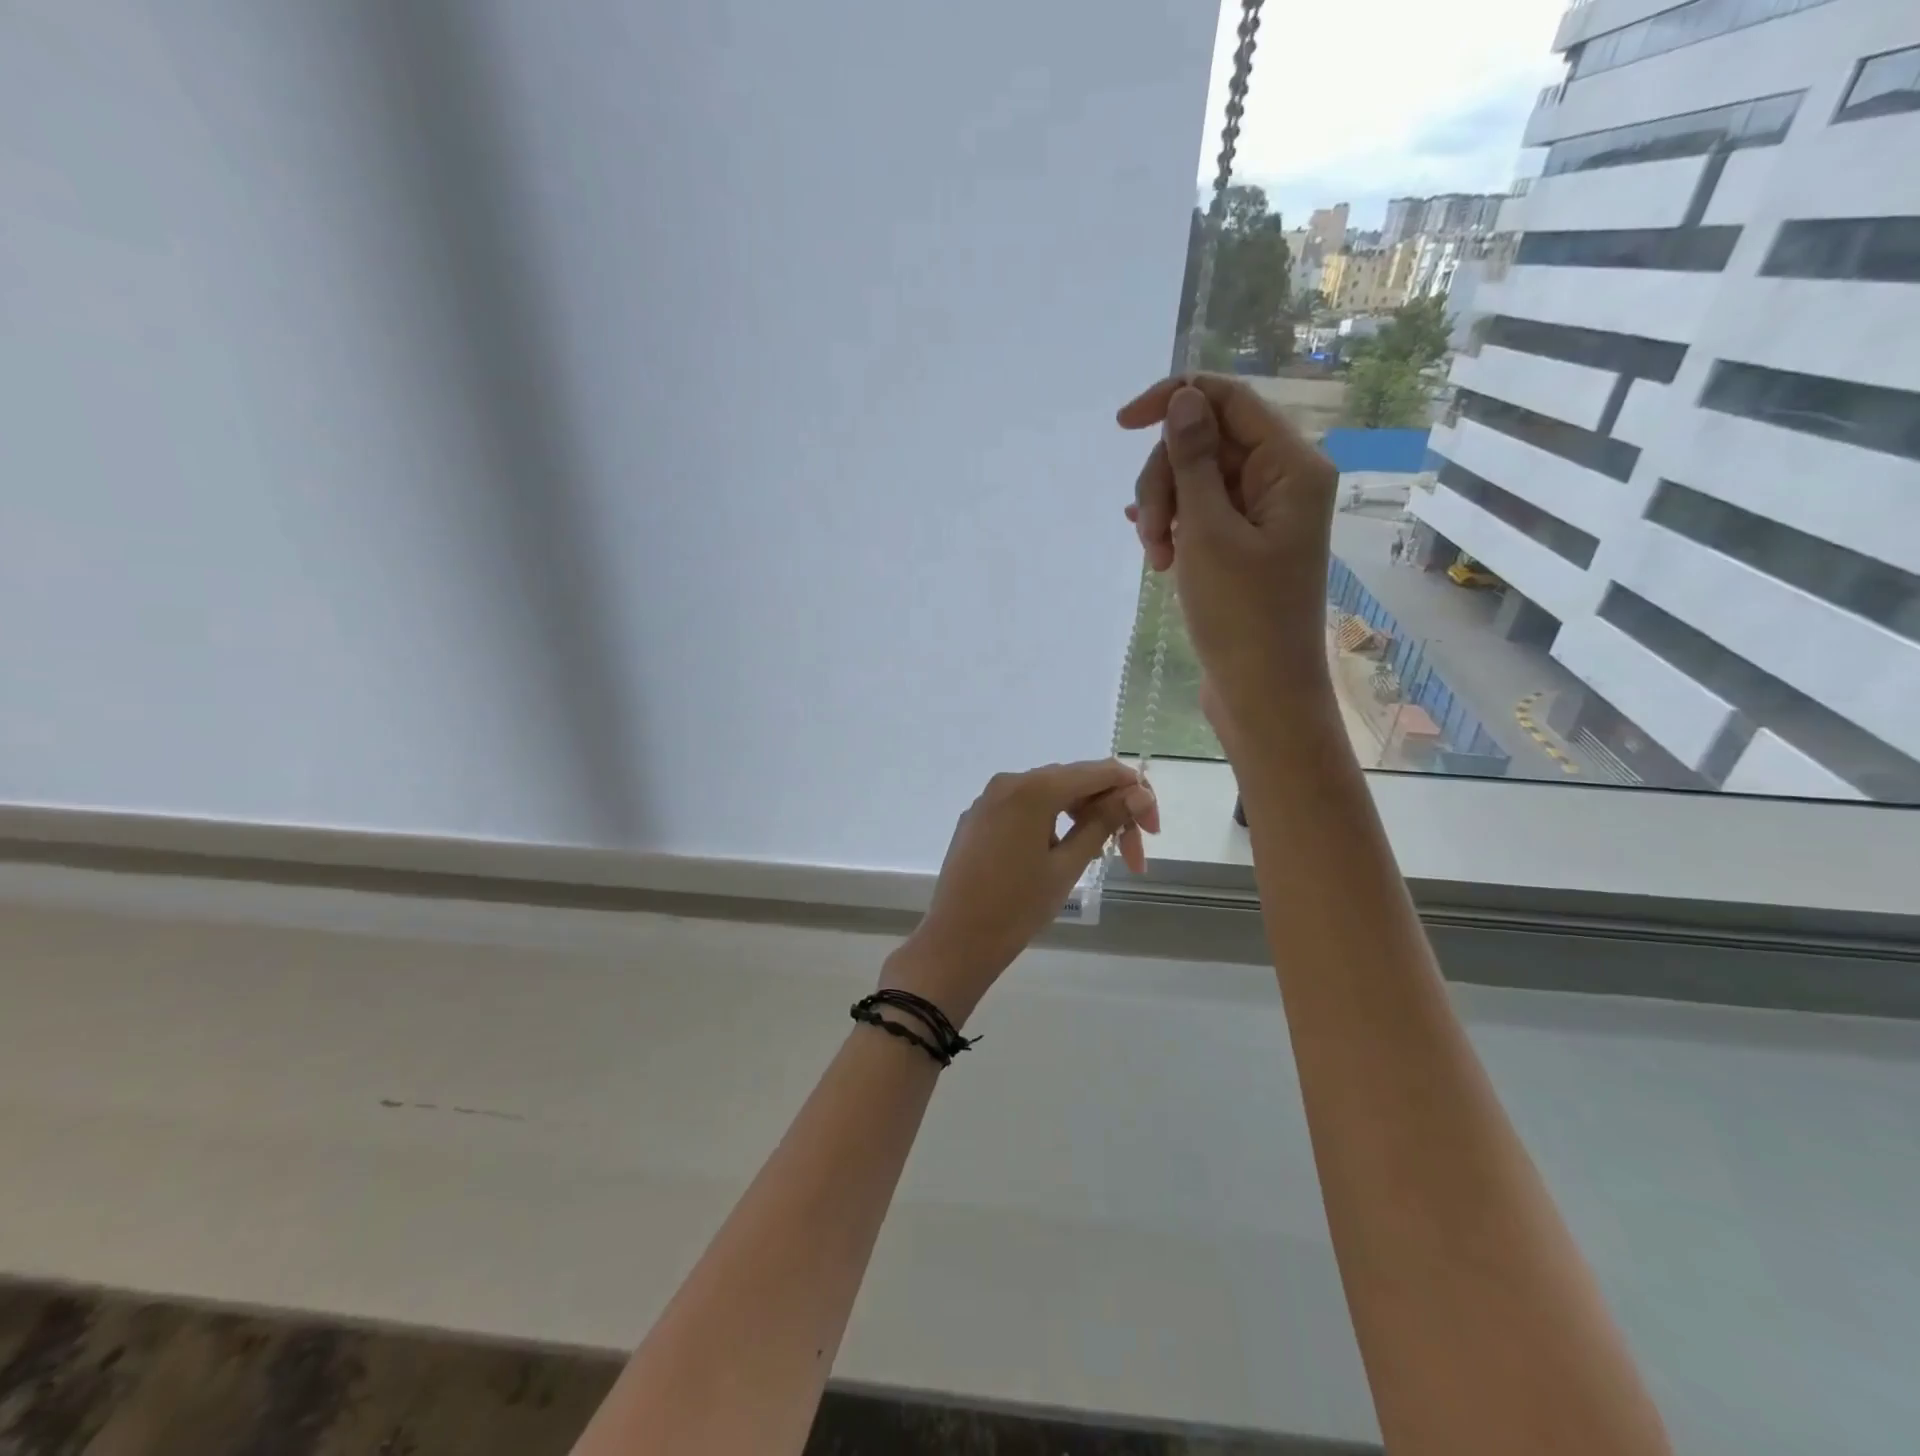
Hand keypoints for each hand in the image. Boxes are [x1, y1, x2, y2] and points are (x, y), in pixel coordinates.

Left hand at [883, 760, 1157, 1021]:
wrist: (957, 940)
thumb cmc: (1017, 906)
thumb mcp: (1068, 865)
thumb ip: (1104, 822)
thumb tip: (1138, 794)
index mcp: (1033, 788)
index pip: (1099, 772)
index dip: (1134, 794)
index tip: (1152, 832)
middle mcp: (1009, 782)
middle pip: (1074, 781)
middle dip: (1109, 811)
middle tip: (1134, 857)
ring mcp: (989, 799)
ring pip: (1049, 794)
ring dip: (1081, 817)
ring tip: (1099, 857)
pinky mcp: (977, 818)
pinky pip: (1024, 808)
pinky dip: (1051, 822)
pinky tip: (1061, 853)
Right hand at [1118, 375, 1338, 735]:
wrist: (1262, 692)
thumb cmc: (1242, 616)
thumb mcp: (1209, 533)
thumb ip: (1193, 461)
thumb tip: (1182, 398)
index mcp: (1290, 466)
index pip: (1228, 400)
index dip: (1173, 400)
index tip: (1120, 425)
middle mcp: (1280, 480)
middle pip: (1205, 442)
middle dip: (1166, 480)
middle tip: (1152, 536)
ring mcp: (1260, 515)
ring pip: (1196, 480)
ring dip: (1165, 511)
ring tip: (1157, 560)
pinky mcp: (1242, 545)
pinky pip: (1200, 513)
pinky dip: (1174, 525)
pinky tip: (1153, 545)